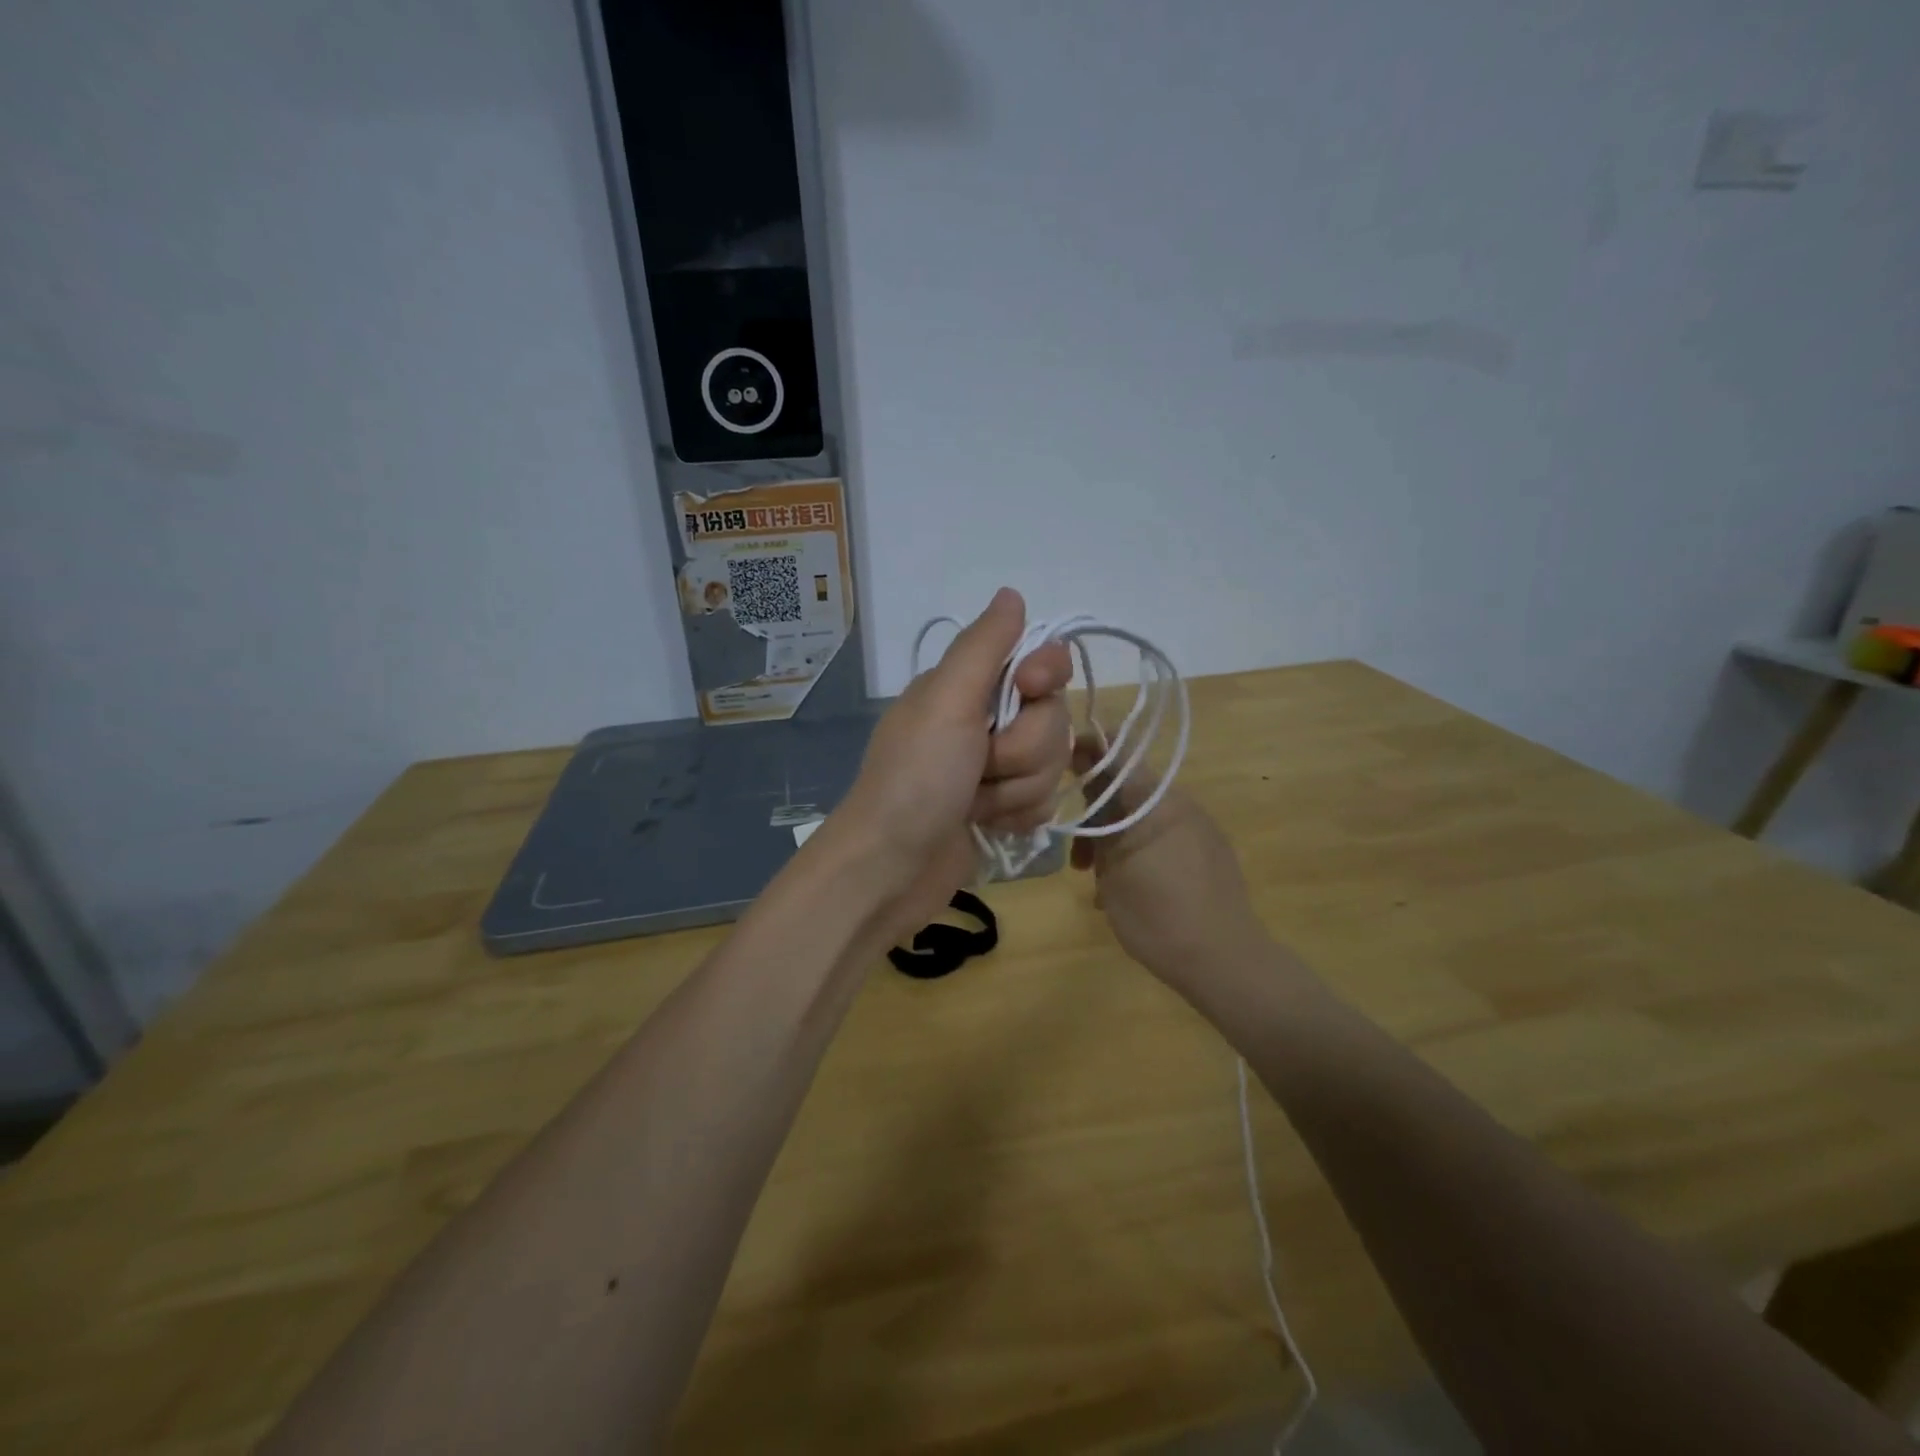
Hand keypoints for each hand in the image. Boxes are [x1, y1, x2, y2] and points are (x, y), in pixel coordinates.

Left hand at [827, 588, 1071, 945]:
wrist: (891, 868)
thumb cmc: (916, 778)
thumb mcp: (947, 700)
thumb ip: (985, 646)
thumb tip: (1012, 593)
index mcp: (967, 686)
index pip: (1040, 662)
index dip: (1046, 675)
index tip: (1029, 688)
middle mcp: (983, 720)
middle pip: (1053, 718)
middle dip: (1023, 749)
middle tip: (980, 766)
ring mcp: (994, 767)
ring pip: (1052, 764)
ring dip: (1016, 789)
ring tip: (975, 803)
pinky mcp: (1001, 808)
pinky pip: (1043, 802)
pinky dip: (1016, 816)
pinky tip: (986, 824)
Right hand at [1068, 735, 1268, 987]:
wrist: (1225, 960)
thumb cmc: (1157, 914)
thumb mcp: (1111, 869)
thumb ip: (1097, 823)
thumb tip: (1087, 786)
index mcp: (1154, 800)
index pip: (1117, 748)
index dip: (1086, 748)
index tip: (1060, 768)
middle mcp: (1180, 803)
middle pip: (1127, 788)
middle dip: (1095, 813)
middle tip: (1077, 857)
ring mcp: (1199, 827)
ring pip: (1143, 817)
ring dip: (1115, 838)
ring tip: (1098, 882)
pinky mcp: (1210, 851)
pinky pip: (1164, 837)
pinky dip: (1139, 851)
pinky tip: (1128, 890)